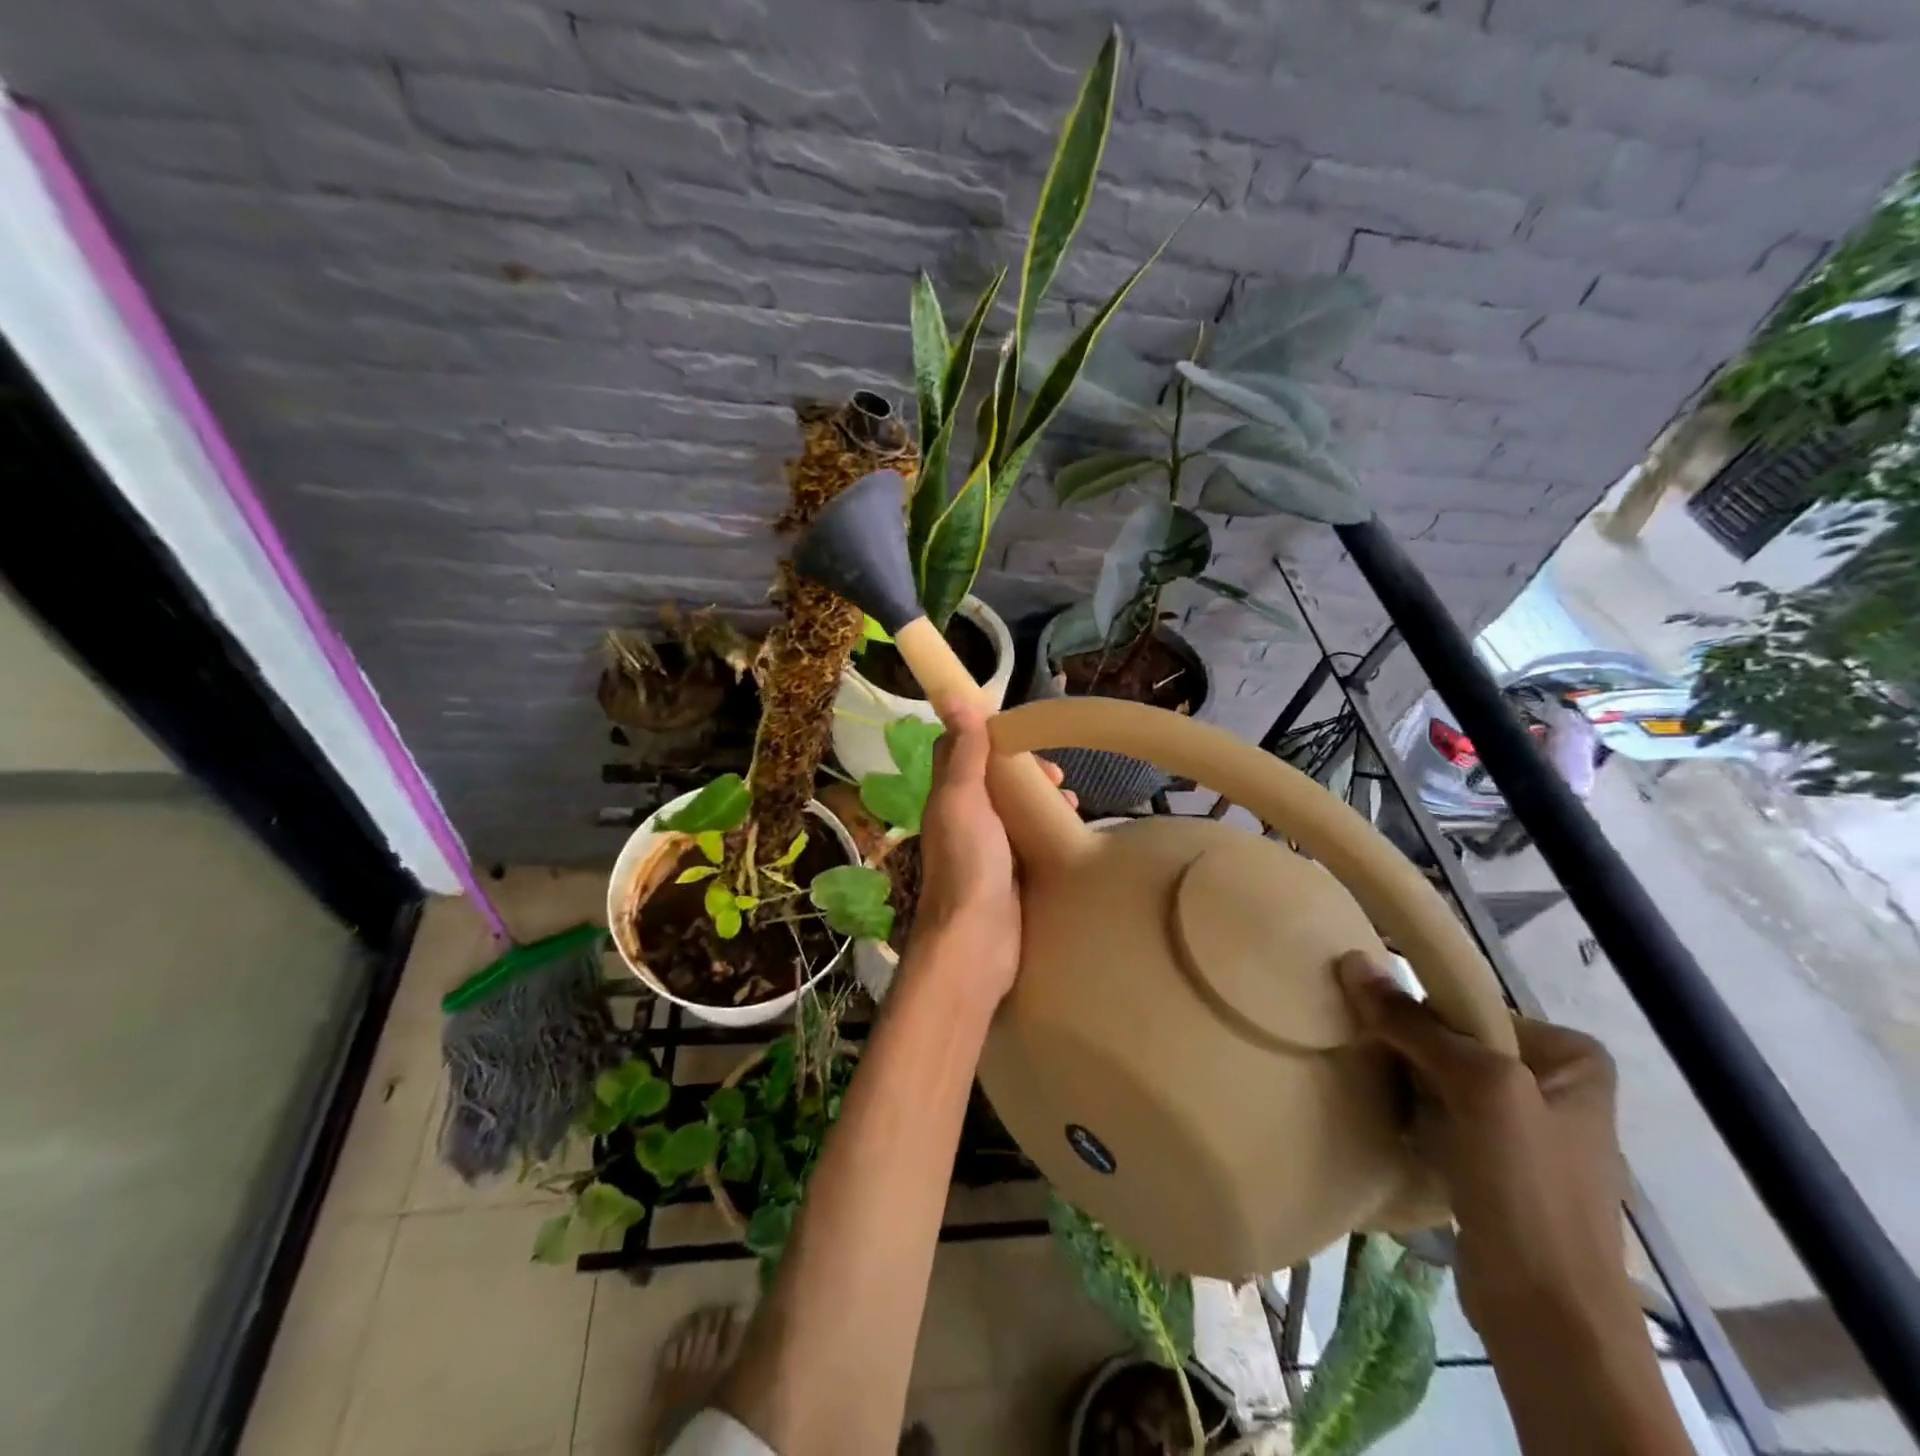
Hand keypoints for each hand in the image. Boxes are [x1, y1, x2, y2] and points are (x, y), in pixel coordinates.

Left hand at [912, 701, 1073, 1003]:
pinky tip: (1071, 831)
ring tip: (1069, 801)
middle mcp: (966, 822)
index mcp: (950, 800)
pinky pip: (1032, 842)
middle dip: (1026, 771)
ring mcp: (990, 851)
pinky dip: (1050, 830)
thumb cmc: (969, 864)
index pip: (964, 753)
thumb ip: (963, 753)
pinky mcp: (1013, 877)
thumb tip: (953, 697)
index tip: (1022, 732)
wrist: (977, 943)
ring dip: (1041, 800)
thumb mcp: (963, 800)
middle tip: (1056, 774)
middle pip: (996, 782)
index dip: (989, 736)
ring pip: (1017, 812)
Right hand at [1336, 954, 1636, 1349]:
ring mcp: (1524, 1130)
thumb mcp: (1477, 1087)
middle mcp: (1552, 1085)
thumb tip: (1353, 961)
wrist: (1549, 1316)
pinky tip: (1385, 1117)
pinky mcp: (1494, 1166)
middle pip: (1454, 1040)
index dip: (1420, 1010)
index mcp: (1571, 1057)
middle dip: (1408, 1046)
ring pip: (1441, 1079)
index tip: (1375, 1020)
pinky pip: (1439, 1116)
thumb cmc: (1528, 1188)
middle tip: (1364, 1049)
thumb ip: (1414, 1024)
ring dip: (1403, 1080)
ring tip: (1366, 1078)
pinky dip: (1410, 1113)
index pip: (1471, 1006)